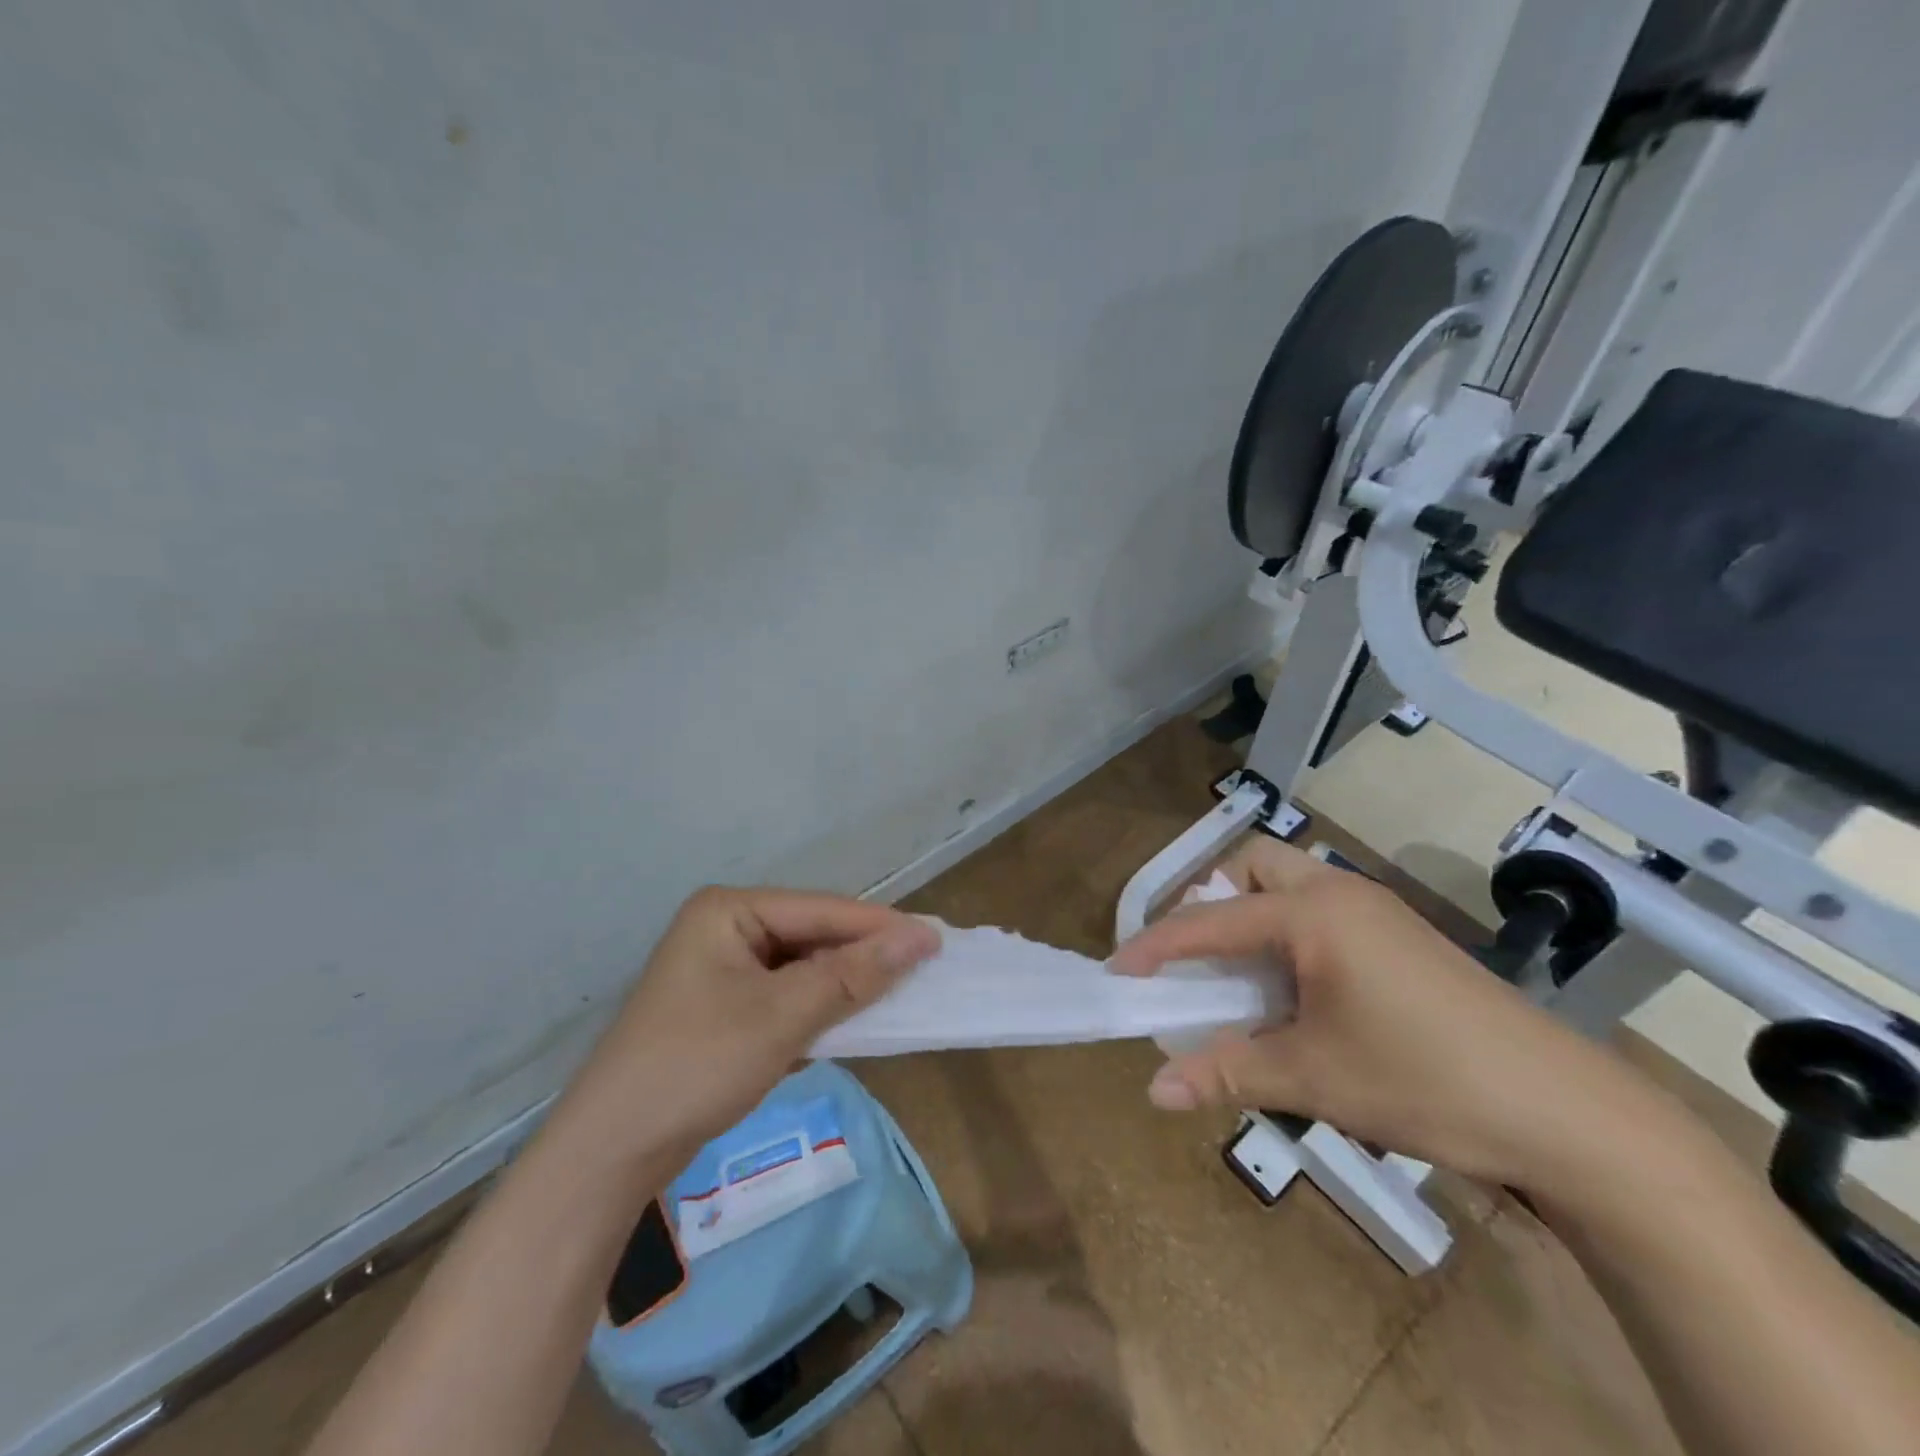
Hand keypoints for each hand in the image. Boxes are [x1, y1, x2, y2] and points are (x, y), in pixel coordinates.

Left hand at [556, 887, 937, 1167]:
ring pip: (803, 967)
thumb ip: (853, 976)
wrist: (611, 1152)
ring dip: (846, 983)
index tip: (937, 939)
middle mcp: (725, 928)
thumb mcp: (782, 1016)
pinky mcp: (725, 1008)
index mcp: (729, 910)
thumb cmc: (696, 1065)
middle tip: (924, 967)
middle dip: (863, 955)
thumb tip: (920, 938)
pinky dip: (820, 1007)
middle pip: (813, 935)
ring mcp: (722, 970)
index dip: (880, 927)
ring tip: (901, 990)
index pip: (821, 910)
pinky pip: (787, 995)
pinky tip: (855, 1018)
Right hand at [1110, 839, 1658, 1187]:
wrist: (1567, 1112)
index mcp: (1313, 914)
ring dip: (1253, 915)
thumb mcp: (1314, 1078)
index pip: (1210, 920)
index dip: (1158, 946)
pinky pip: (1321, 911)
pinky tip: (1296, 989)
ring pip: (1291, 884)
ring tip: (1240, 975)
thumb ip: (1227, 1072)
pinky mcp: (1402, 936)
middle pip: (1254, 865)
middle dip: (1213, 900)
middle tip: (1196, 958)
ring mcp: (1377, 910)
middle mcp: (1340, 893)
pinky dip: (1288, 933)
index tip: (1119, 971)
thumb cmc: (1425, 1080)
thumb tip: (1153, 1091)